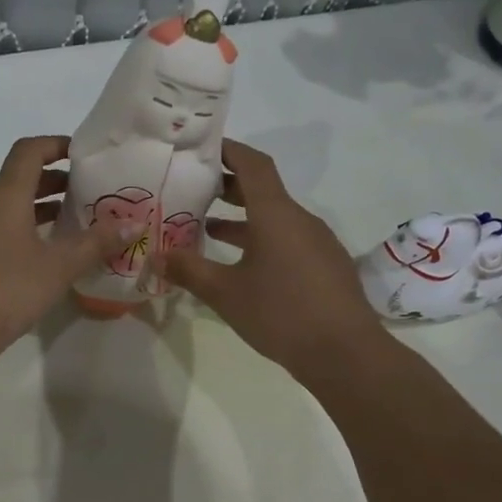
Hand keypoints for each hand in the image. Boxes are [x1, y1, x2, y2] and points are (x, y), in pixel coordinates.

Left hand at [0, 136, 130, 367]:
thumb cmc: (8, 290)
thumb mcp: (59, 267)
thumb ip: (96, 243)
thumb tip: (134, 224)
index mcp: (4, 195)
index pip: (29, 151)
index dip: (56, 145)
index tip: (83, 155)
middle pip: (18, 178)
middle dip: (53, 181)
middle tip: (86, 195)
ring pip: (5, 206)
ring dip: (36, 208)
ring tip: (68, 225)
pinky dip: (19, 229)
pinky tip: (38, 256)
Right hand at [160, 140, 386, 382]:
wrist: (344, 353)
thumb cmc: (281, 313)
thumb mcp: (225, 293)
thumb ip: (190, 270)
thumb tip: (157, 256)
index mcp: (276, 215)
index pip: (253, 165)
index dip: (229, 150)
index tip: (203, 148)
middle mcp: (300, 219)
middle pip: (263, 190)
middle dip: (229, 186)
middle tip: (195, 189)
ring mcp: (317, 242)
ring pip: (275, 218)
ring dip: (243, 218)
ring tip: (208, 228)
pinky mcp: (324, 265)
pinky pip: (288, 239)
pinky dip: (261, 239)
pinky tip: (242, 264)